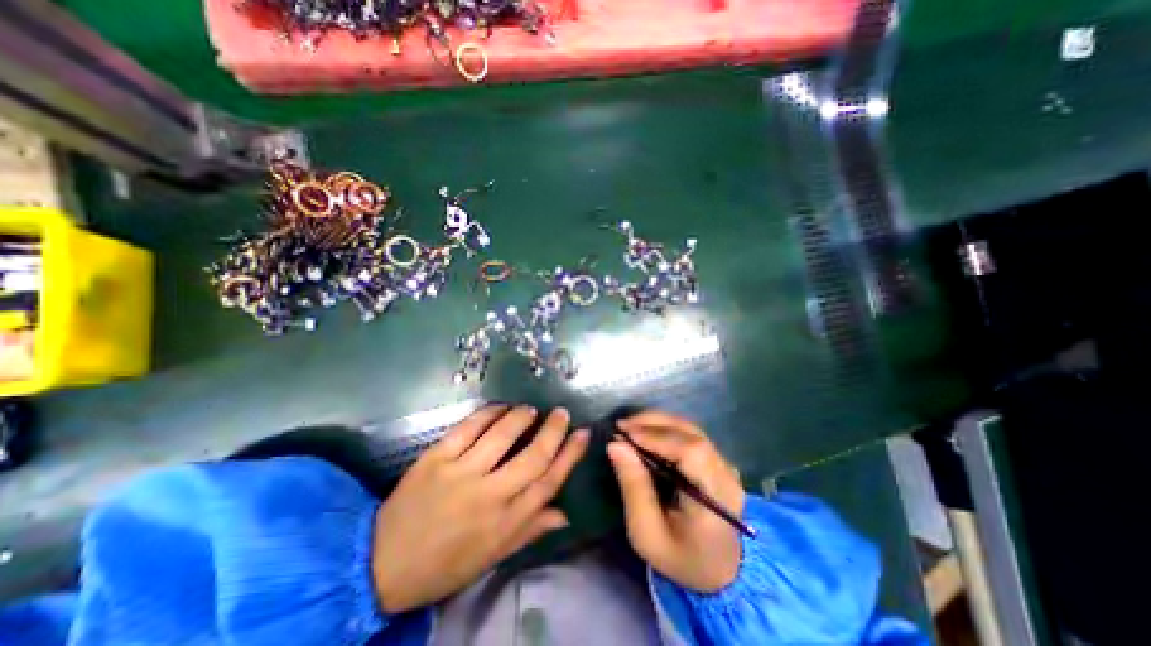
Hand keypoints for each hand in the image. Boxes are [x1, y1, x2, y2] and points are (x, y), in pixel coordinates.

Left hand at [373, 407, 587, 611]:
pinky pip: (469, 427)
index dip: (570, 455)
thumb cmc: (445, 563)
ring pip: (502, 436)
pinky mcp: (437, 458)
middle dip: (553, 431)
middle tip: (562, 413)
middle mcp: (489, 495)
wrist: (382, 564)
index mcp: (505, 522)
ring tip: (531, 410)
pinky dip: (488, 412)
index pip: (549, 482)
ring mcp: (461, 473)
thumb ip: (530, 530)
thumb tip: (564, 514)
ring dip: (522, 417)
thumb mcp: (492, 556)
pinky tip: (500, 406)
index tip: (582, 434)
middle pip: (533, 456)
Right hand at [607, 412, 741, 592]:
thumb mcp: (647, 533)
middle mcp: (726, 475)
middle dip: (654, 423)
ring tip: (631, 426)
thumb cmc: (680, 558)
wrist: (718, 572)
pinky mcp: (718, 461)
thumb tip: (616, 445)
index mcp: (715, 499)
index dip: (657, 436)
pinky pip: (691, 436)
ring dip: (659, 423)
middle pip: (691, 434)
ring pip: (691, 430)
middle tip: (622, 425)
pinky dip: (666, 429)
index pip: (691, 452)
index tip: (624, 432)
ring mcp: (725, 465)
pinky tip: (647, 433)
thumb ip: (633, 487)